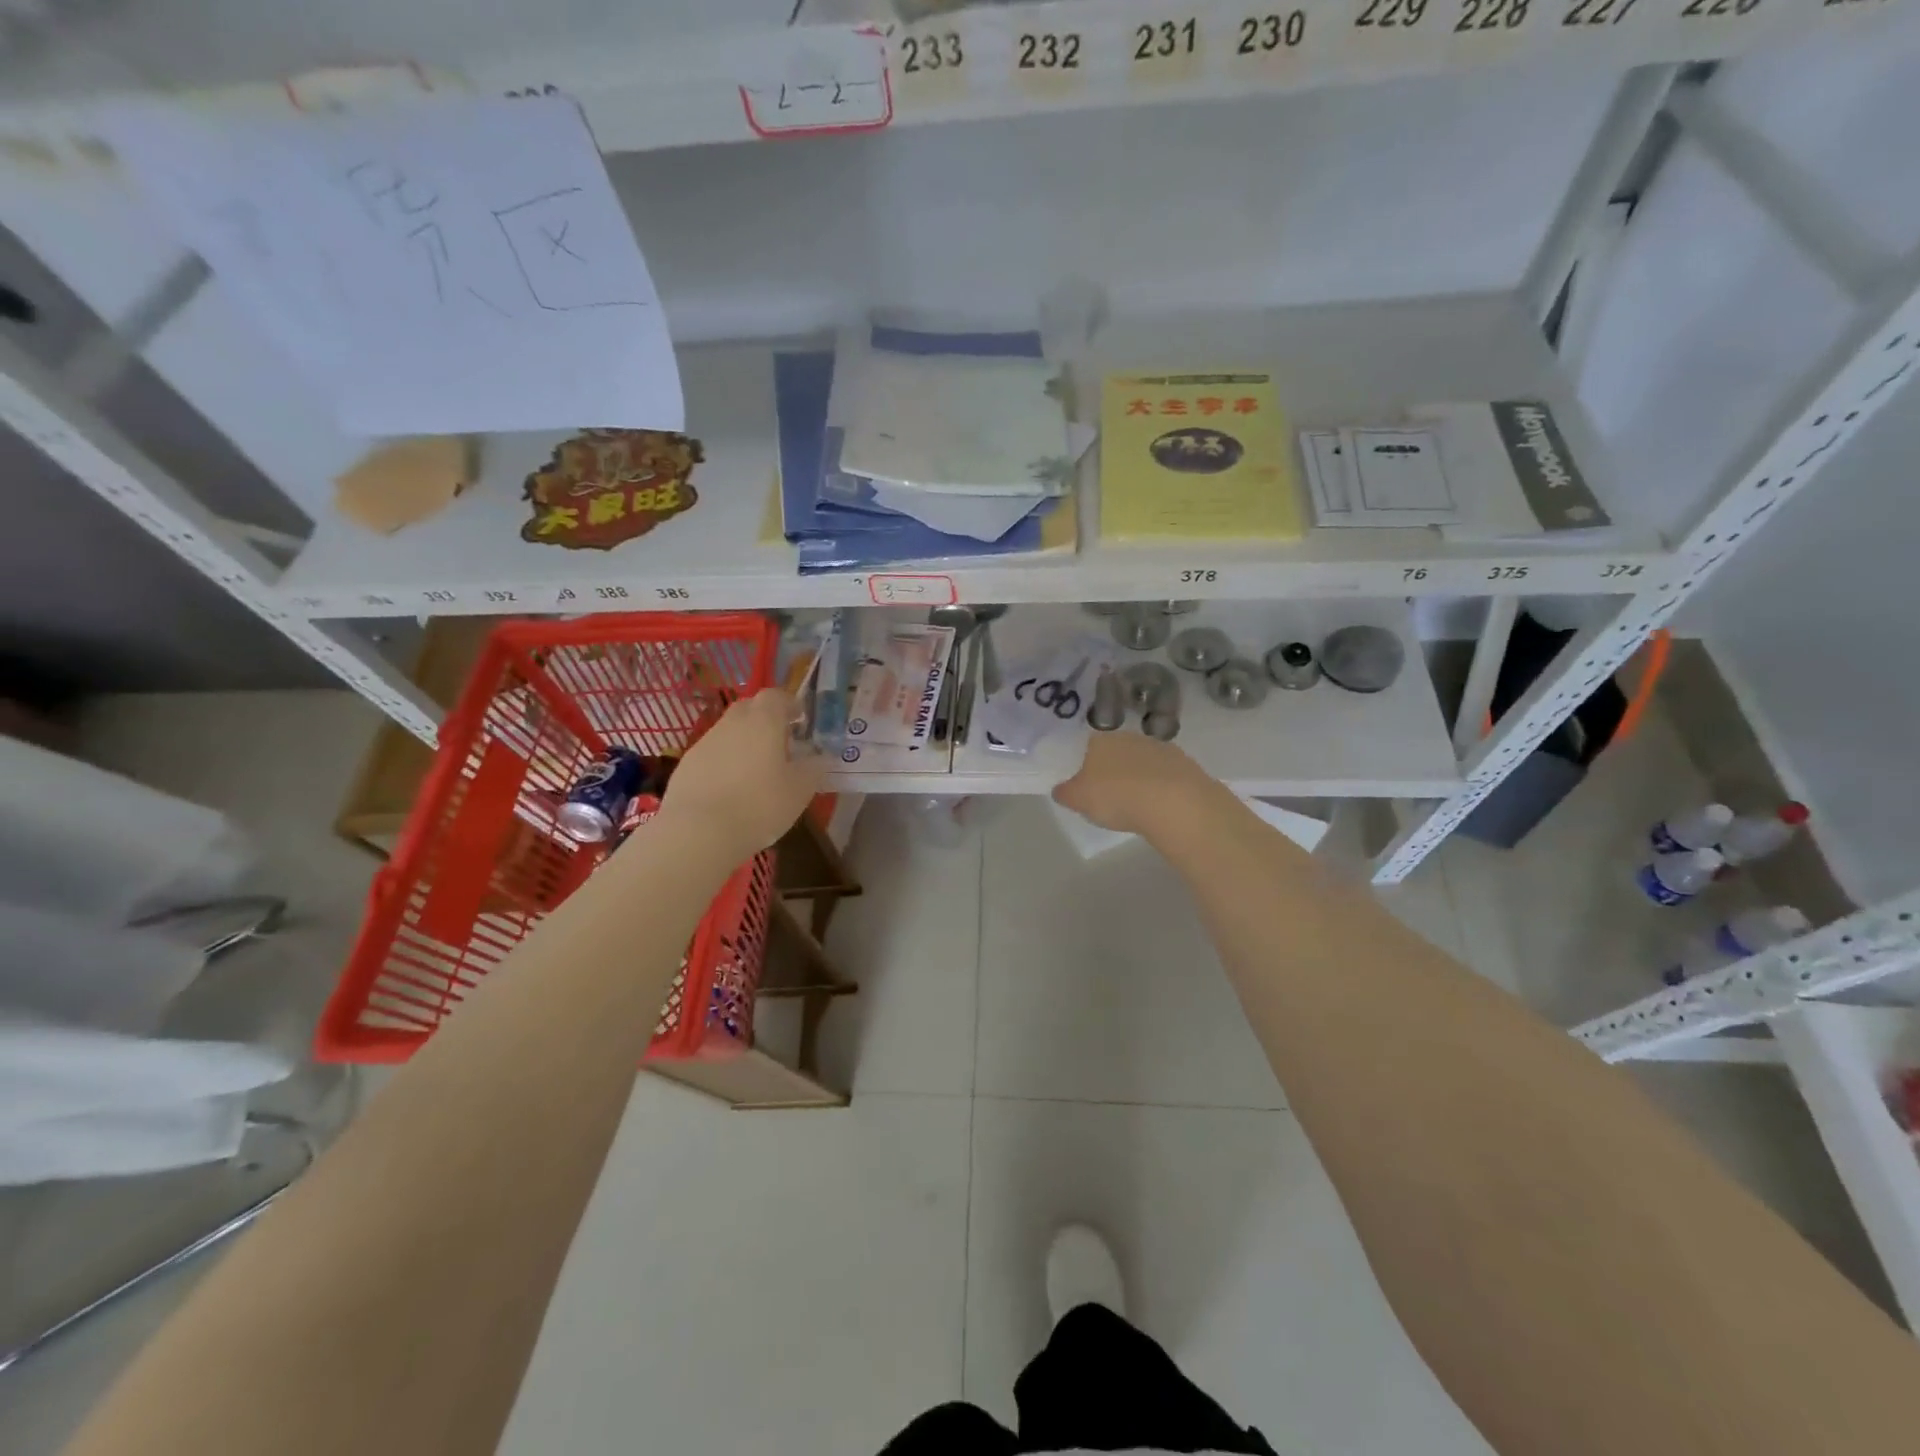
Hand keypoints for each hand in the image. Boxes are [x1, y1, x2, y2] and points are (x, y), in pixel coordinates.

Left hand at [660, 689, 826, 859]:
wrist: (697, 832)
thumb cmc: (759, 805)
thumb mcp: (800, 790)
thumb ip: (814, 769)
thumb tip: (820, 758)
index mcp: (763, 721)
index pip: (776, 696)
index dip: (789, 704)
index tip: (800, 720)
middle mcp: (731, 724)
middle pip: (749, 709)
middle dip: (765, 719)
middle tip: (780, 743)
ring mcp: (704, 743)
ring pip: (728, 732)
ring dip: (743, 743)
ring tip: (756, 771)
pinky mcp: (686, 766)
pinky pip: (712, 755)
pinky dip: (724, 763)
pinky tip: (730, 790)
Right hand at [1051, 731, 1214, 838]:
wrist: (1173, 802)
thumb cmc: (1116, 797)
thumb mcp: (1079, 800)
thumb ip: (1065, 793)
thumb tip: (1060, 789)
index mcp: (1100, 741)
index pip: (1088, 747)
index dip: (1086, 766)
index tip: (1088, 787)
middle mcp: (1129, 737)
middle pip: (1116, 752)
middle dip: (1113, 770)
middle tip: (1112, 796)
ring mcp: (1160, 748)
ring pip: (1142, 761)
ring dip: (1139, 777)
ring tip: (1138, 804)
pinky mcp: (1185, 763)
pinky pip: (1165, 774)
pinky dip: (1161, 786)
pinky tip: (1160, 805)